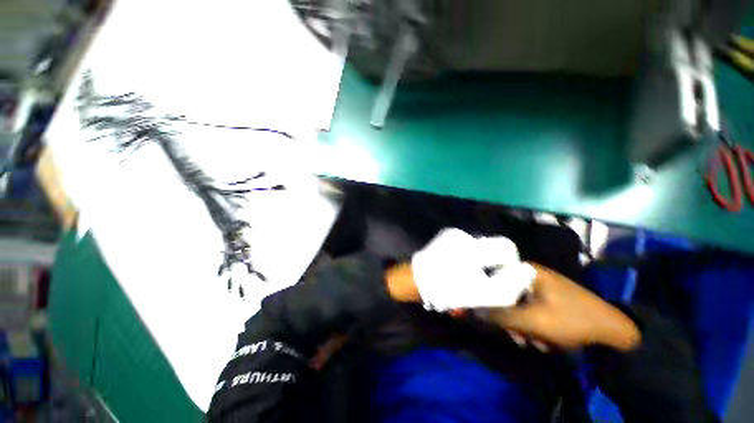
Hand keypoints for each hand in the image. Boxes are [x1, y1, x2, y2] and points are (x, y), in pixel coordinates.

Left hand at [408, 228, 535, 310]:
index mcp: (473, 248)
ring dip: (478, 257)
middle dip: (492, 261)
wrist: (417, 279)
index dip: (509, 262)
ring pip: (478, 244)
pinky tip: (458, 263)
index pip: (506, 247)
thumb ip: (508, 285)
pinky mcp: (445, 234)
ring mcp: (452, 233)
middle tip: (482, 276)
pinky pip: (465, 242)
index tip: (501, 274)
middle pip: (491, 245)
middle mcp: (464, 235)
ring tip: (467, 271)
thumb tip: (525, 271)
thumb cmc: (448, 289)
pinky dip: (467, 252)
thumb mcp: (481, 294)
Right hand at [488, 264, 640, 350]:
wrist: (614, 332)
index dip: (483, 294)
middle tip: (519, 336)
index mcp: (525, 270)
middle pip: (502, 294)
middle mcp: (529, 274)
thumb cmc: (572, 320)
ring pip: (515, 305)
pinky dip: (531, 325)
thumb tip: (465, 310)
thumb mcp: (532, 321)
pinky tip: (544, 339)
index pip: (490, 276)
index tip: (485, 313)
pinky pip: (528, 309)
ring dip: (521, 326)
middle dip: (509, 319)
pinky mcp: (547, 298)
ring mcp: (539, 286)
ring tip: (536, 341)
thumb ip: (497, 315)